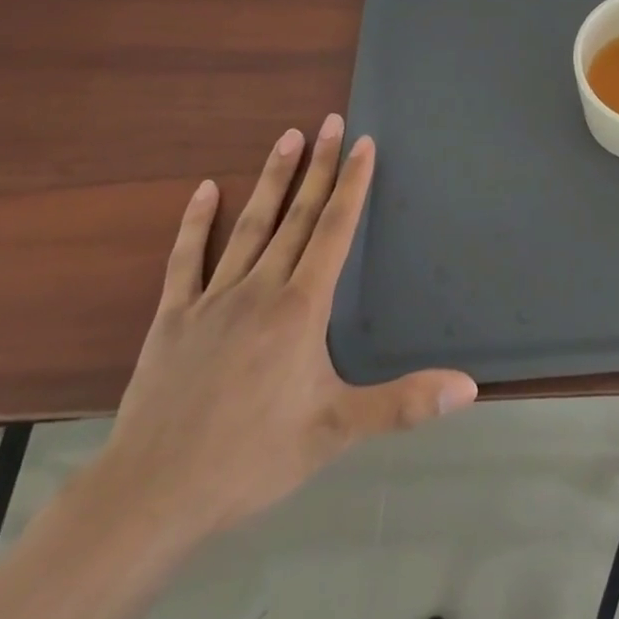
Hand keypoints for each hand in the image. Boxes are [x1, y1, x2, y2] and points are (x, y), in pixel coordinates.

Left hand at [92, 116, 477, 549]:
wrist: (149, 498)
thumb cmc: (250, 458)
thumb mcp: (334, 433)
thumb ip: (403, 404)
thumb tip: (469, 386)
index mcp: (301, 307)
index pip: (333, 230)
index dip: (352, 184)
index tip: (364, 142)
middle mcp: (261, 288)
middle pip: (296, 215)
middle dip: (319, 166)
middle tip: (331, 121)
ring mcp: (213, 299)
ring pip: (250, 225)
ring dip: (271, 179)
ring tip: (288, 137)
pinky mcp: (173, 318)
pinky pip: (186, 260)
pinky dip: (195, 223)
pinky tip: (203, 190)